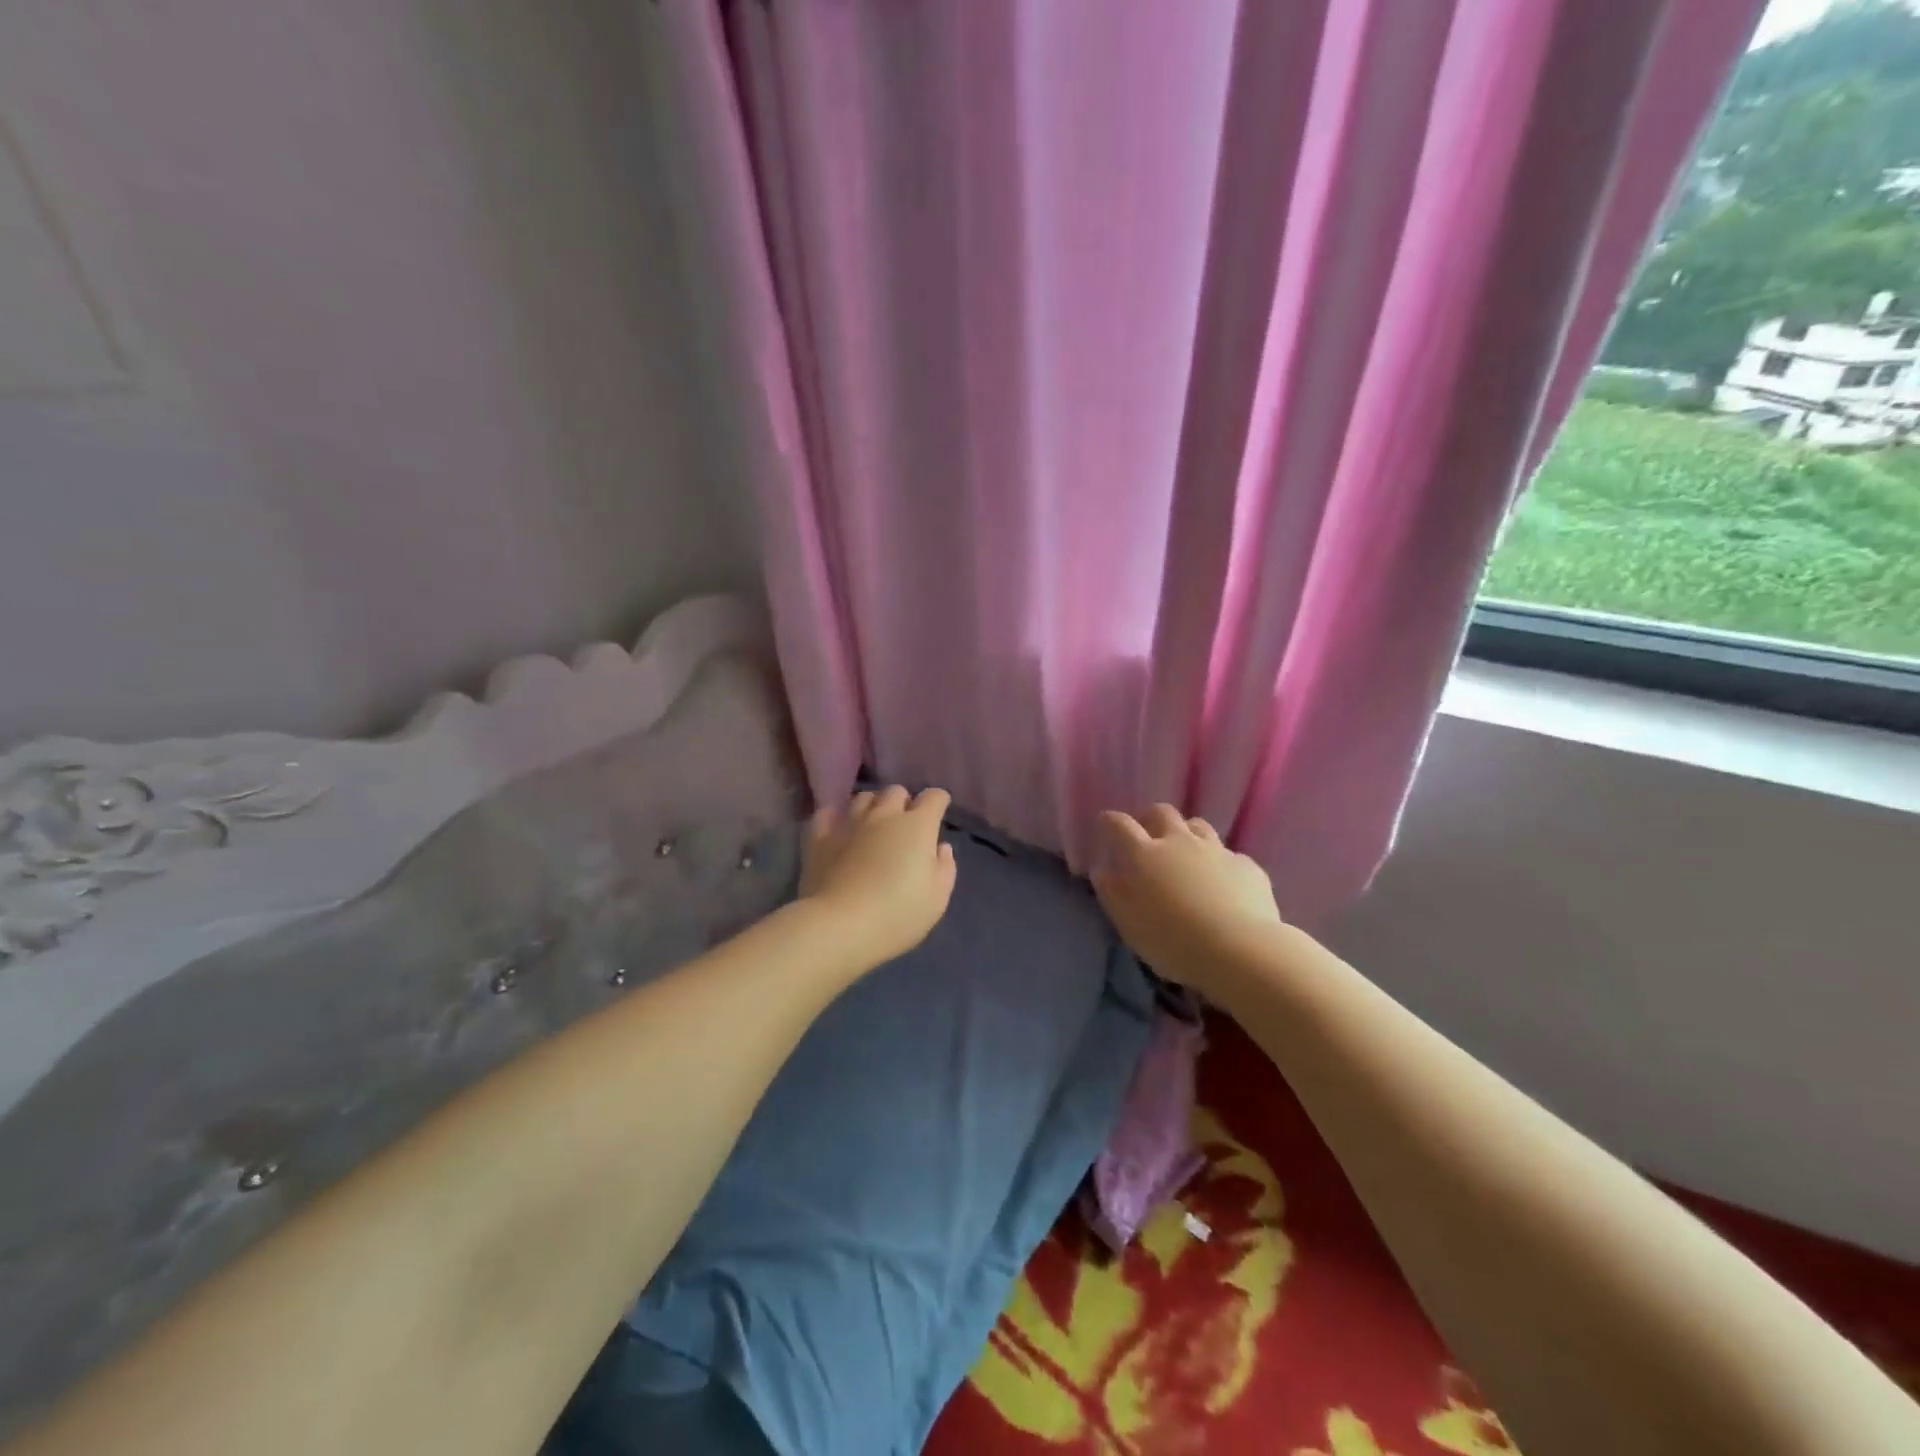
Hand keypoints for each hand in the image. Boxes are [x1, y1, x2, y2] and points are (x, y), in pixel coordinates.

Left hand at [799, 785, 957, 968]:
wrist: (840, 926)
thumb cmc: (897, 915)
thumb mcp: (937, 899)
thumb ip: (944, 868)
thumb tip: (941, 847)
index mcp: (917, 827)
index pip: (934, 797)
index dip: (939, 801)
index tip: (939, 812)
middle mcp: (884, 815)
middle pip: (896, 791)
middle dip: (904, 802)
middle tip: (905, 824)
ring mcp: (849, 823)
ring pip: (863, 797)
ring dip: (873, 805)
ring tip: (873, 823)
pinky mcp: (820, 838)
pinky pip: (827, 813)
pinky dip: (836, 816)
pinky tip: (838, 827)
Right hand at [1091, 804, 1283, 994]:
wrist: (1240, 950)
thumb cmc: (1173, 941)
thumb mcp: (1130, 925)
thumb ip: (1113, 894)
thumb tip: (1103, 871)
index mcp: (1145, 856)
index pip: (1121, 826)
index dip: (1110, 820)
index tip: (1105, 822)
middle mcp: (1180, 843)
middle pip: (1162, 813)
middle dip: (1150, 817)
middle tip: (1147, 832)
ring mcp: (1216, 851)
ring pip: (1198, 826)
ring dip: (1187, 833)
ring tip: (1185, 852)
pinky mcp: (1246, 866)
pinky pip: (1228, 855)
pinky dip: (1219, 863)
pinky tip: (1223, 883)